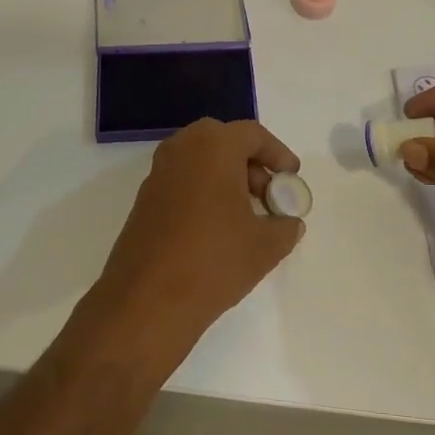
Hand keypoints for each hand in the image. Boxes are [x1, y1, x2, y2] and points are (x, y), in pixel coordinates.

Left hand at [95, 119, 304, 335]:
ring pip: (198, 161)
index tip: (291, 177)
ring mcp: (157, 175)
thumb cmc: (214, 261)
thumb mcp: (265, 246)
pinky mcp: (143, 201)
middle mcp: (180, 151)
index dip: (277, 153)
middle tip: (267, 194)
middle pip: (221, 141)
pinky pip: (181, 182)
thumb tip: (288, 223)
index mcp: (213, 147)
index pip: (252, 134)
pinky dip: (202, 192)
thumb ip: (285, 227)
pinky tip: (216, 229)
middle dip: (248, 163)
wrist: (148, 300)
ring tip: (245, 215)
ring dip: (224, 177)